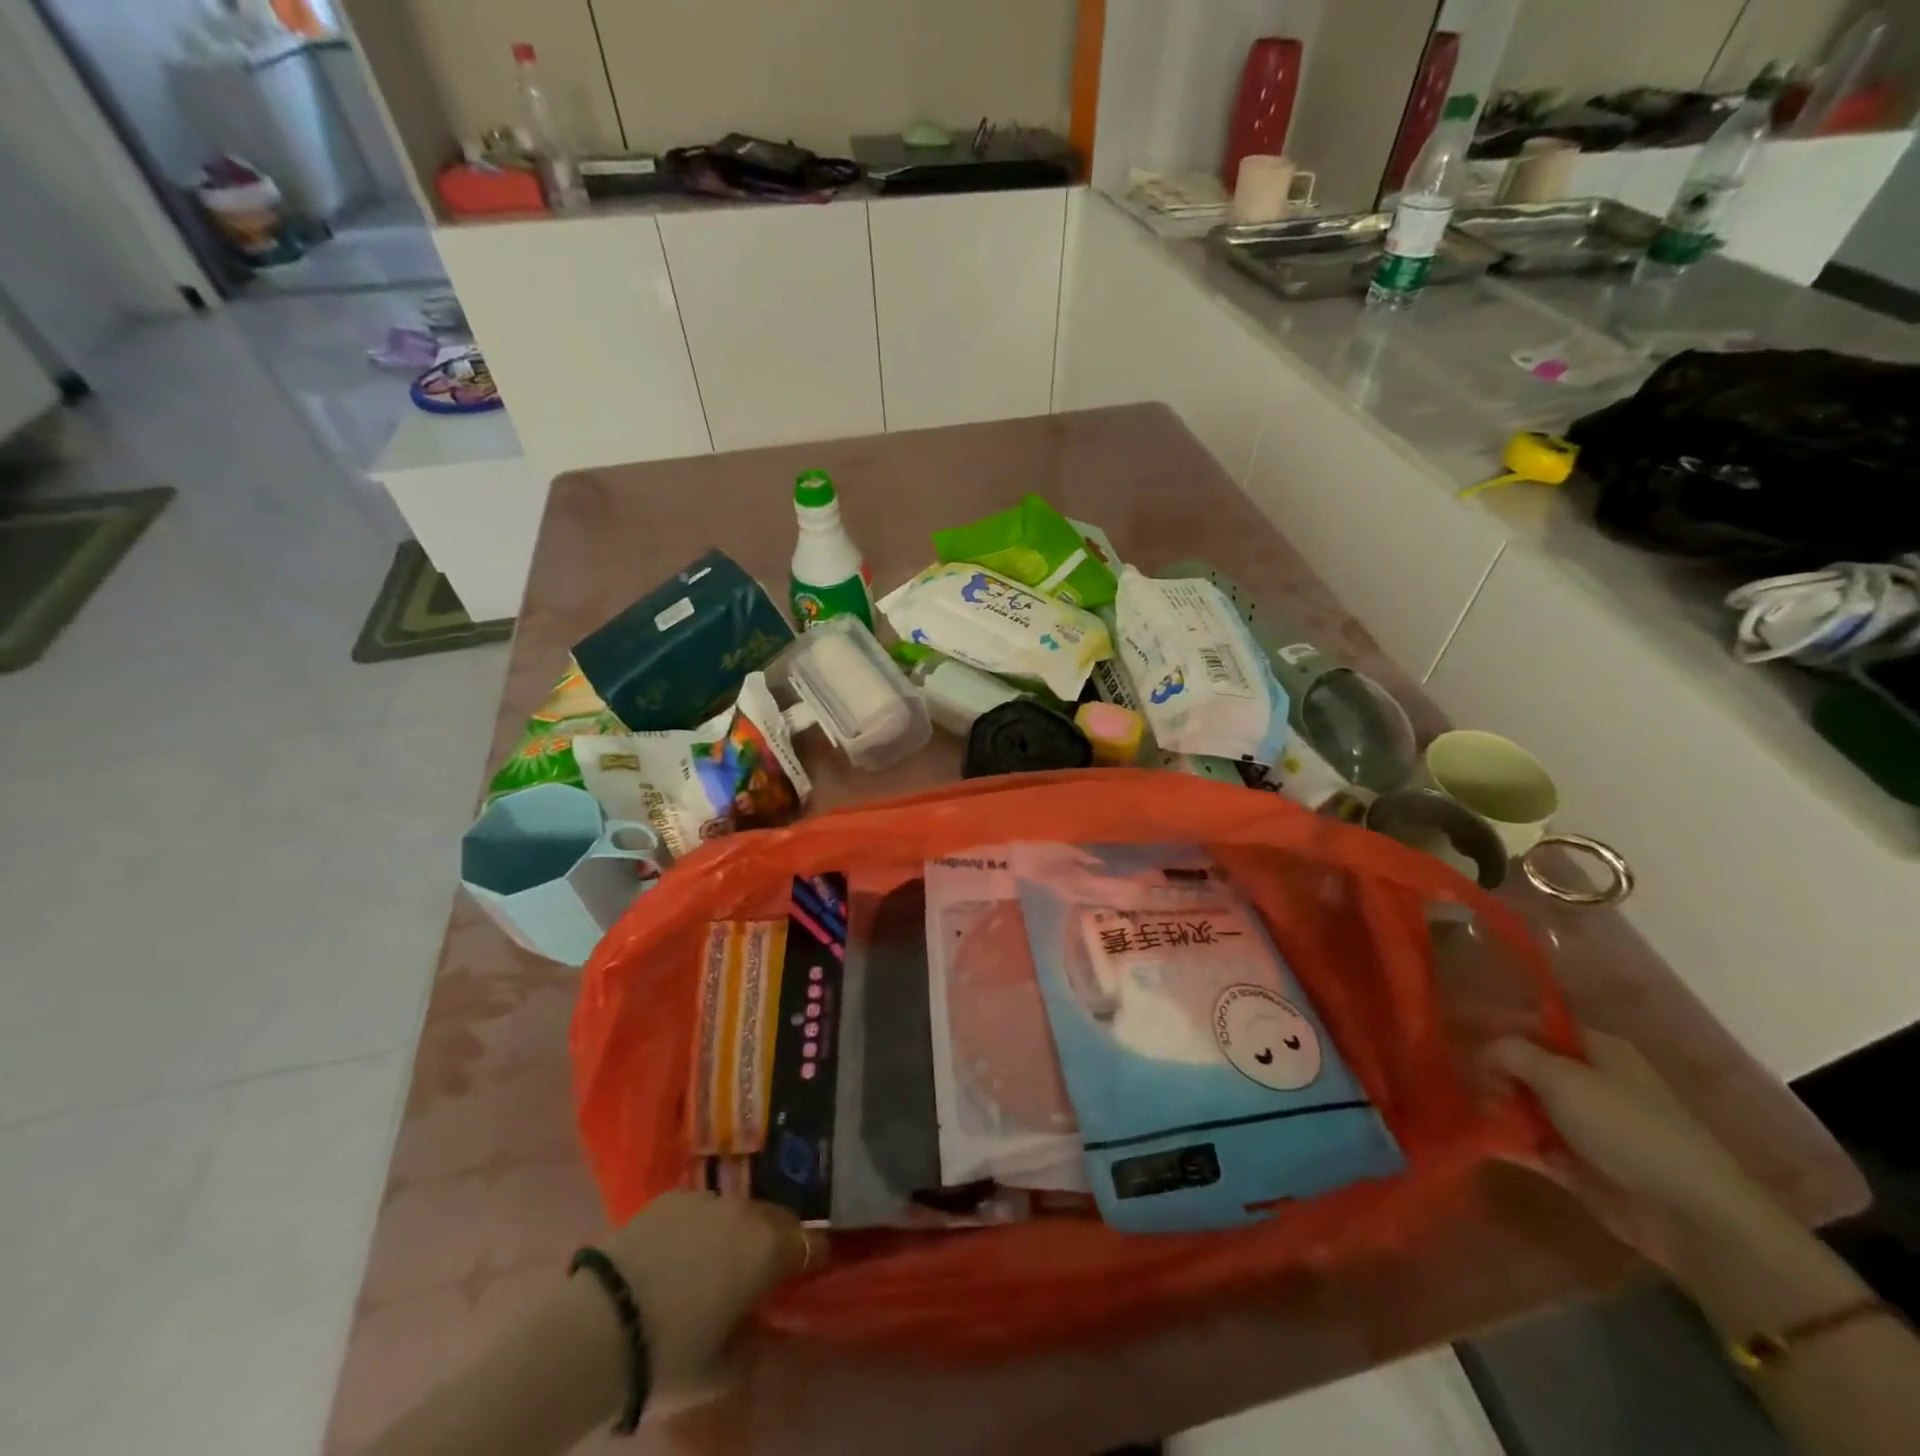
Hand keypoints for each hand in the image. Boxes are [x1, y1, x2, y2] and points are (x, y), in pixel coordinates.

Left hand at [601, 1193, 819, 1393]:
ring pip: (738, 1211)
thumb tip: (764, 1329)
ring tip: (715, 1263)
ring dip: (737, 1232)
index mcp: (768, 1250)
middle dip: (776, 1241)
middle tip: (760, 1273)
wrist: (599, 1326)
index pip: (811, 1244)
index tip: (806, 1276)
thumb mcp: (722, 1371)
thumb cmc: (670, 1355)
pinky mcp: (672, 1195)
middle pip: (777, 1219)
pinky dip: (699, 1227)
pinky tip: (678, 1254)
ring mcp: (707, 1198)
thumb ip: (755, 1344)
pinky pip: (700, 1209)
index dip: (813, 1260)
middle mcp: (746, 1213)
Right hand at [1489, 1031, 1764, 1260]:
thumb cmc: (1625, 1126)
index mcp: (1597, 1050)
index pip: (1536, 1025)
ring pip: (1525, 1106)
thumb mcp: (1560, 1076)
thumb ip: (1511, 1053)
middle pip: (1527, 1067)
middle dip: (1493, 1072)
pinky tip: (1478, 1140)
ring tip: (1472, 1113)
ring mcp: (1585, 1126)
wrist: (1688, 1214)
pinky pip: (1531, 1144)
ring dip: (1496, 1108)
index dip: (1497, 1026)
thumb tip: (1483, 1051)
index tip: (1457, 1034)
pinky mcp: (1578, 1164)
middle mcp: (1591, 1082)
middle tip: (1468, 1083)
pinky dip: (1507, 1142)